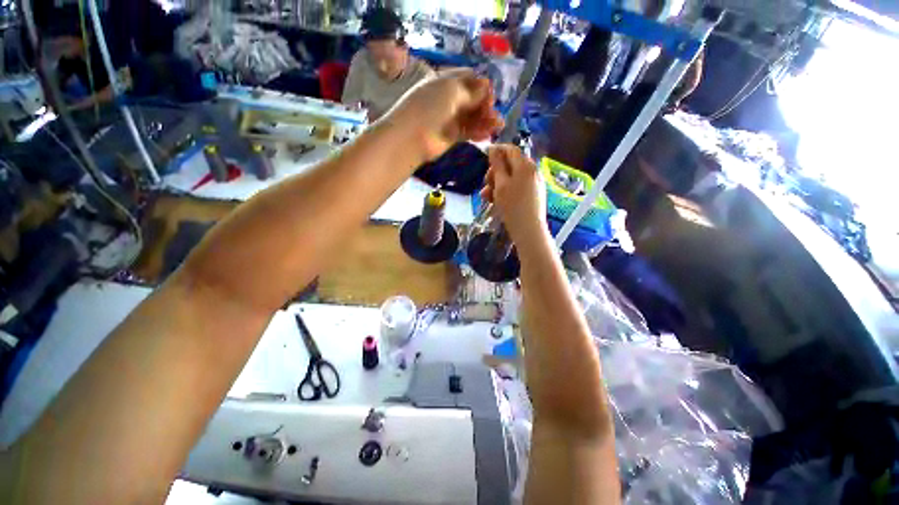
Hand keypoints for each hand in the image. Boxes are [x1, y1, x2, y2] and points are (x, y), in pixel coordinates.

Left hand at [387, 70, 503, 160]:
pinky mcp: (452, 135)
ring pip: (473, 116)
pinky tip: (488, 134)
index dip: (482, 85)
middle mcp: (450, 98)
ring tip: (498, 126)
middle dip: (486, 105)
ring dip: (486, 120)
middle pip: (474, 98)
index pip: (470, 78)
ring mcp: (451, 117)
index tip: (491, 96)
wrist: (412, 138)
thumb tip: (487, 87)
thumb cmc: (430, 108)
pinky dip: (479, 132)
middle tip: (493, 114)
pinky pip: (469, 131)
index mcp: (447, 81)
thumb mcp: (451, 91)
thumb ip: (471, 91)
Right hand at [481, 145, 548, 248]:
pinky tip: (496, 201)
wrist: (528, 230)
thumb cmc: (512, 206)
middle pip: (510, 164)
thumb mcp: (501, 184)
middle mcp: (532, 171)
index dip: (496, 151)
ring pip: (511, 178)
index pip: (510, 149)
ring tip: (487, 197)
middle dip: (495, 173)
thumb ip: (497, 165)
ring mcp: (534, 183)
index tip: (484, 159)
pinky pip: (517, 187)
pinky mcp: (533, 194)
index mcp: (525, 165)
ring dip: (497, 184)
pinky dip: (506, 191)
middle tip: (485, 185)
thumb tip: (494, 149)